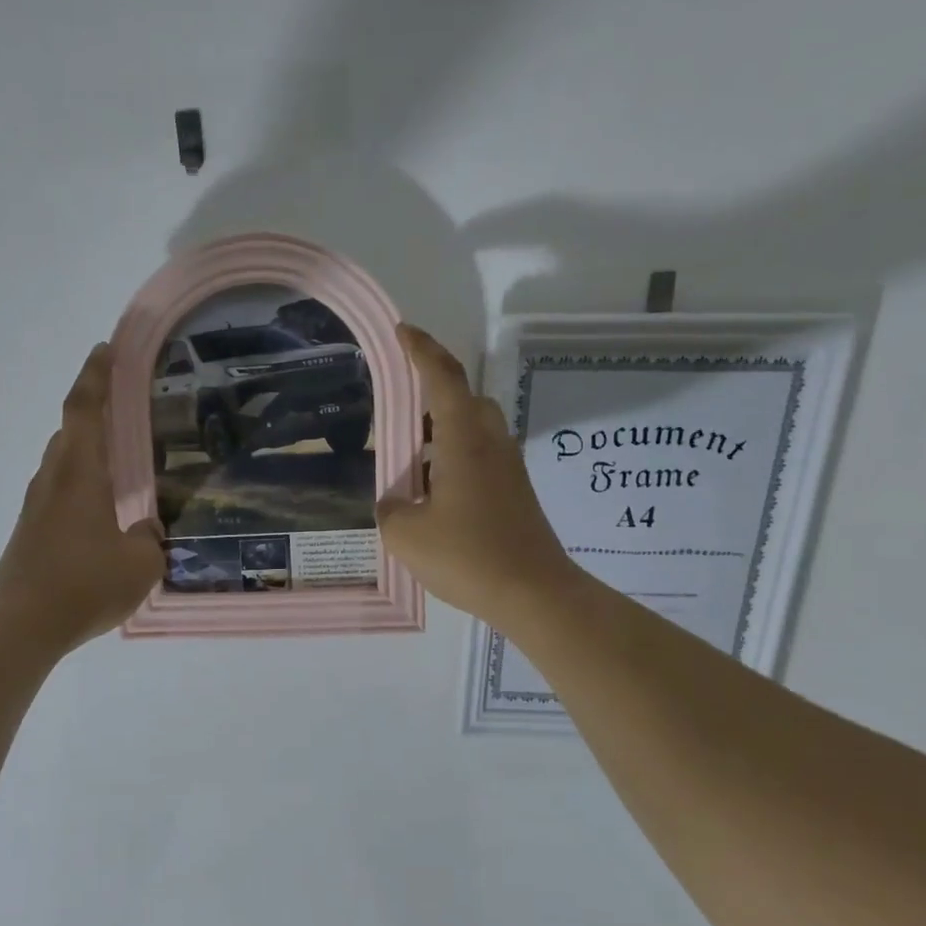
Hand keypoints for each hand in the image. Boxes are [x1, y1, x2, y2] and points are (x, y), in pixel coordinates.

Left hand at [0, 343, 164, 651]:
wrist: (22, 624)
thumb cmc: (85, 584)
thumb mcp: (140, 563)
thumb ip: (149, 538)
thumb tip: (145, 528)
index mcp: (80, 473)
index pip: (86, 409)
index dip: (97, 374)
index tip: (107, 347)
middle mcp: (54, 478)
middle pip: (71, 429)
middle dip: (95, 409)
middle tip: (127, 404)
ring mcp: (37, 504)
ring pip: (64, 460)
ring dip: (87, 448)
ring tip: (119, 457)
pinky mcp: (31, 528)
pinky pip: (60, 488)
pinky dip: (81, 481)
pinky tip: (102, 506)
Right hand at [379, 325, 577, 631]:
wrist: (534, 594)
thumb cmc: (468, 557)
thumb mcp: (406, 535)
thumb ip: (391, 508)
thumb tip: (397, 501)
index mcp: (464, 440)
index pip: (443, 378)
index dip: (421, 350)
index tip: (402, 331)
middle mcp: (491, 444)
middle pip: (465, 398)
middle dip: (434, 390)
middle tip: (401, 404)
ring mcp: (509, 468)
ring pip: (475, 429)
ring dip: (445, 429)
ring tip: (413, 455)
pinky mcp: (516, 493)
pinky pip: (482, 456)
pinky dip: (456, 457)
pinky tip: (436, 490)